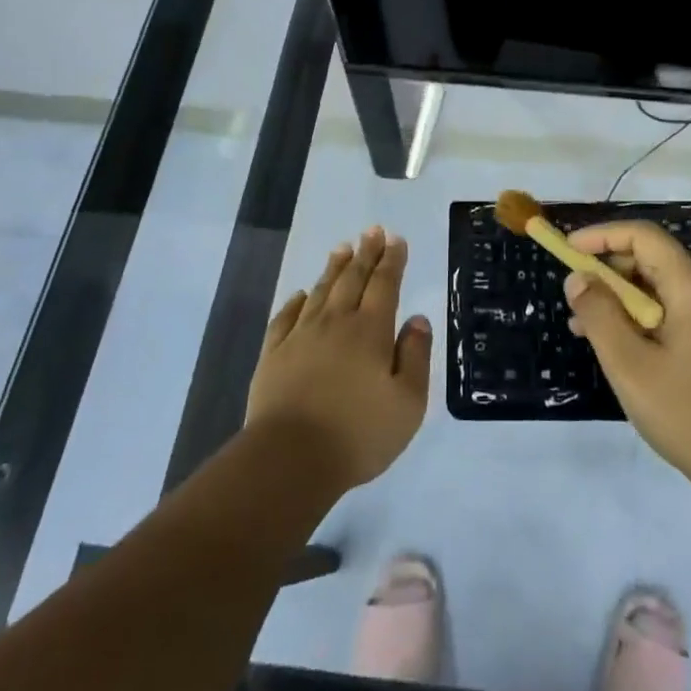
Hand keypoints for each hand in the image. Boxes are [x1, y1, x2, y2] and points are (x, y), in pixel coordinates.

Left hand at [247, 227, 432, 489]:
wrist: (289, 459)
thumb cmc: (358, 433)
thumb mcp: (408, 402)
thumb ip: (415, 356)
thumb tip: (418, 319)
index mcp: (370, 331)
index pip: (385, 284)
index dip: (392, 260)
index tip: (396, 239)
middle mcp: (335, 323)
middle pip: (352, 279)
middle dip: (365, 253)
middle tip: (372, 231)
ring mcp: (300, 337)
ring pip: (320, 292)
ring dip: (333, 268)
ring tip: (342, 249)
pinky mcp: (273, 355)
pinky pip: (285, 317)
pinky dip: (295, 302)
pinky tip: (300, 294)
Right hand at [564, 220, 690, 486]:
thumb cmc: (686, 412)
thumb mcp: (629, 364)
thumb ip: (598, 314)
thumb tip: (577, 278)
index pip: (643, 236)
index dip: (602, 236)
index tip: (568, 250)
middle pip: (651, 258)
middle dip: (607, 270)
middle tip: (573, 296)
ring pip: (659, 285)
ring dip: (620, 296)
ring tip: (582, 325)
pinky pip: (672, 307)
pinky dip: (640, 315)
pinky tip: (615, 342)